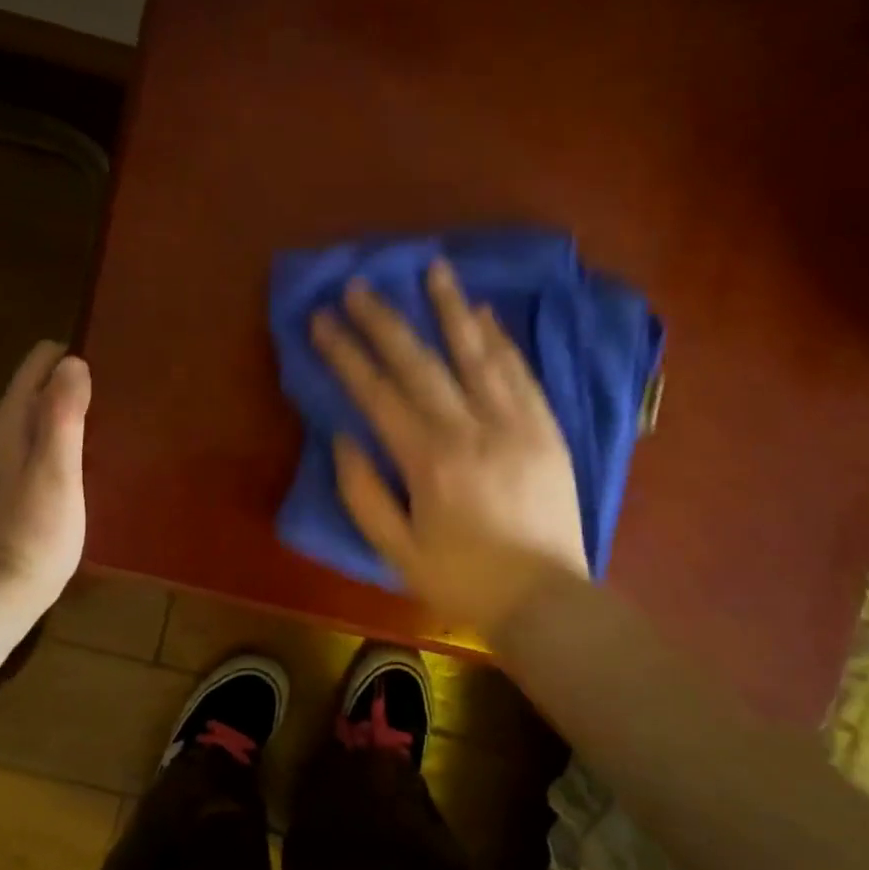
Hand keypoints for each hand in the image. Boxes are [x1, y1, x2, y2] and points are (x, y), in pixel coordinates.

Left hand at [0, 340, 90, 609]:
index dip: (69, 357)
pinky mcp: (9, 487)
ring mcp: (0, 463)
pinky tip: (87, 457)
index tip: (108, 363)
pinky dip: (61, 438)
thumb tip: (73, 361)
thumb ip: (63, 413)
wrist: (1, 592)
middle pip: (36, 389)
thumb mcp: (58, 467)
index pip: (36, 366)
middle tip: (118, 392)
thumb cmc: (36, 529)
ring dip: (68, 411)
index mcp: (8, 422)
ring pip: (37, 418)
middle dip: (71, 382)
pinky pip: (37, 444)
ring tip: (111, 418)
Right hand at [311, 259, 587, 634]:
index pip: (377, 393)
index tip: (322, 319)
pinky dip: (501, 340)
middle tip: (360, 285)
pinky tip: (484, 313)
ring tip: (433, 268)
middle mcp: (471, 429)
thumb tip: (342, 437)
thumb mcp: (396, 550)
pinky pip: (521, 373)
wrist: (546, 601)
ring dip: (451, 308)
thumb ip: (363, 492)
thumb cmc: (463, 580)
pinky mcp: (546, 429)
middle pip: (421, 362)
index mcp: (429, 460)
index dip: (346, 353)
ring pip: (478, 353)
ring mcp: (515, 424)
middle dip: (385, 320)